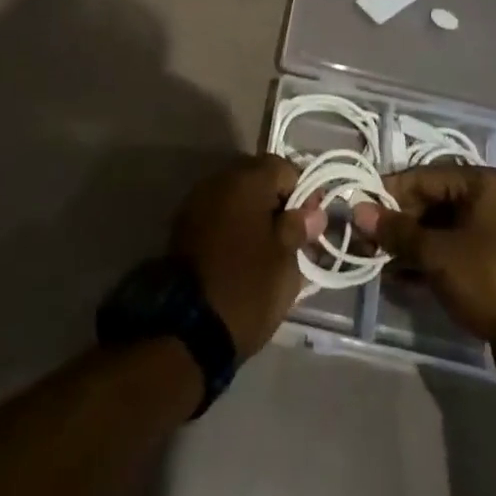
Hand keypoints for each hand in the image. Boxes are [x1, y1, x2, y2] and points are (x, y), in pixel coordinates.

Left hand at [170, 155, 326, 359]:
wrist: (187, 328)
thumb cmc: (247, 288)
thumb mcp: (285, 261)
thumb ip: (299, 227)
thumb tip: (312, 211)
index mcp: (246, 181)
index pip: (283, 167)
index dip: (302, 191)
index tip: (310, 222)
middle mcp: (218, 180)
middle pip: (257, 177)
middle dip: (276, 201)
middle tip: (291, 236)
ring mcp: (196, 202)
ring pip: (236, 196)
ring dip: (253, 213)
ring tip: (267, 248)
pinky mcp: (183, 226)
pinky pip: (218, 213)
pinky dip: (233, 225)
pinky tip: (242, 253)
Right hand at [355, 165, 495, 398]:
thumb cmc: (491, 280)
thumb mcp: (438, 253)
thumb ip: (396, 230)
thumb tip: (358, 210)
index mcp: (481, 184)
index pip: (423, 177)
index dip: (388, 193)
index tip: (356, 210)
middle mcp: (486, 202)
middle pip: (429, 203)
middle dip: (396, 223)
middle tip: (362, 241)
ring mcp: (488, 236)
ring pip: (436, 231)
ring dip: (406, 246)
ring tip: (373, 262)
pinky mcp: (487, 268)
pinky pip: (447, 255)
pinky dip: (423, 265)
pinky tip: (396, 280)